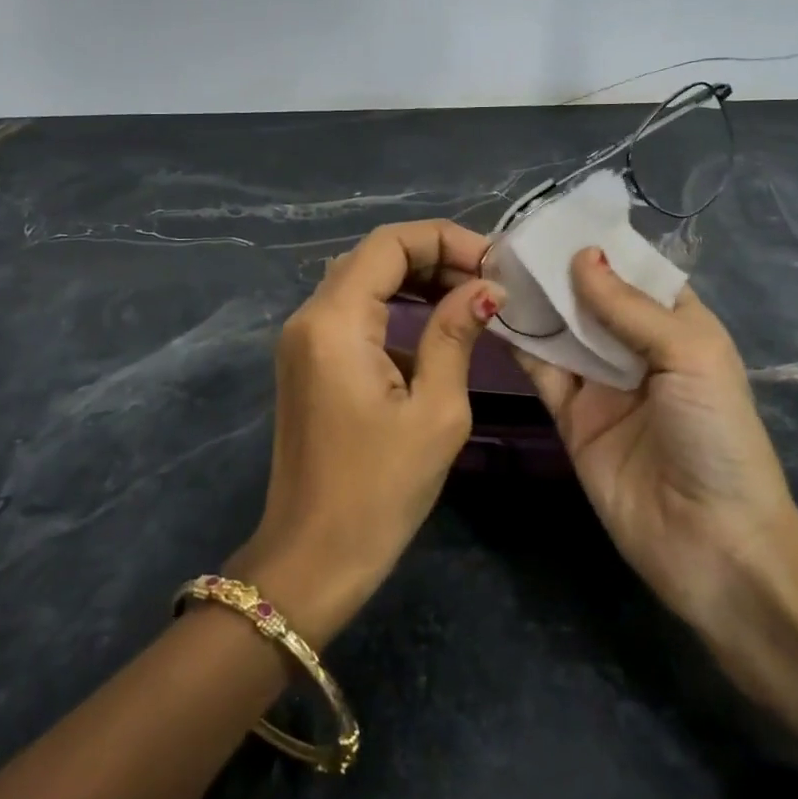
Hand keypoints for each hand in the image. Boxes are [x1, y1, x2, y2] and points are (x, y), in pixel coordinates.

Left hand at [232, 220, 503, 646]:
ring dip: (415, 278)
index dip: (446, 240)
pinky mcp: (308, 362)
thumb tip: (485, 289)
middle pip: (373, 255)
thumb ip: (455, 336)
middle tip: (488, 280)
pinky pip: (353, 312)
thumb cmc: (379, 491)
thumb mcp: (435, 412)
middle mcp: (309, 317)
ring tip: (470, 295)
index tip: (495, 263)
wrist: (312, 558)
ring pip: (362, 280)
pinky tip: (434, 328)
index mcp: (335, 321)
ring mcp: (303, 339)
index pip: (389, 243)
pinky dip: (395, 306)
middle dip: (434, 256)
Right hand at [513, 248, 796, 630]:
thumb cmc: (716, 436)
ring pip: (561, 329)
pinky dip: (518, 341)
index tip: (553, 218)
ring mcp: (601, 382)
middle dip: (557, 269)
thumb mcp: (689, 356)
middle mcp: (637, 348)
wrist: (711, 543)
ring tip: (491, 262)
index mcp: (678, 327)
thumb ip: (630, 307)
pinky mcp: (570, 414)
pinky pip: (541, 369)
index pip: (635, 273)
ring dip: (533, 300)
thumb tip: (582, 255)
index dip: (600, 245)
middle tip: (508, 236)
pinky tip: (490, 310)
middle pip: (591, 298)